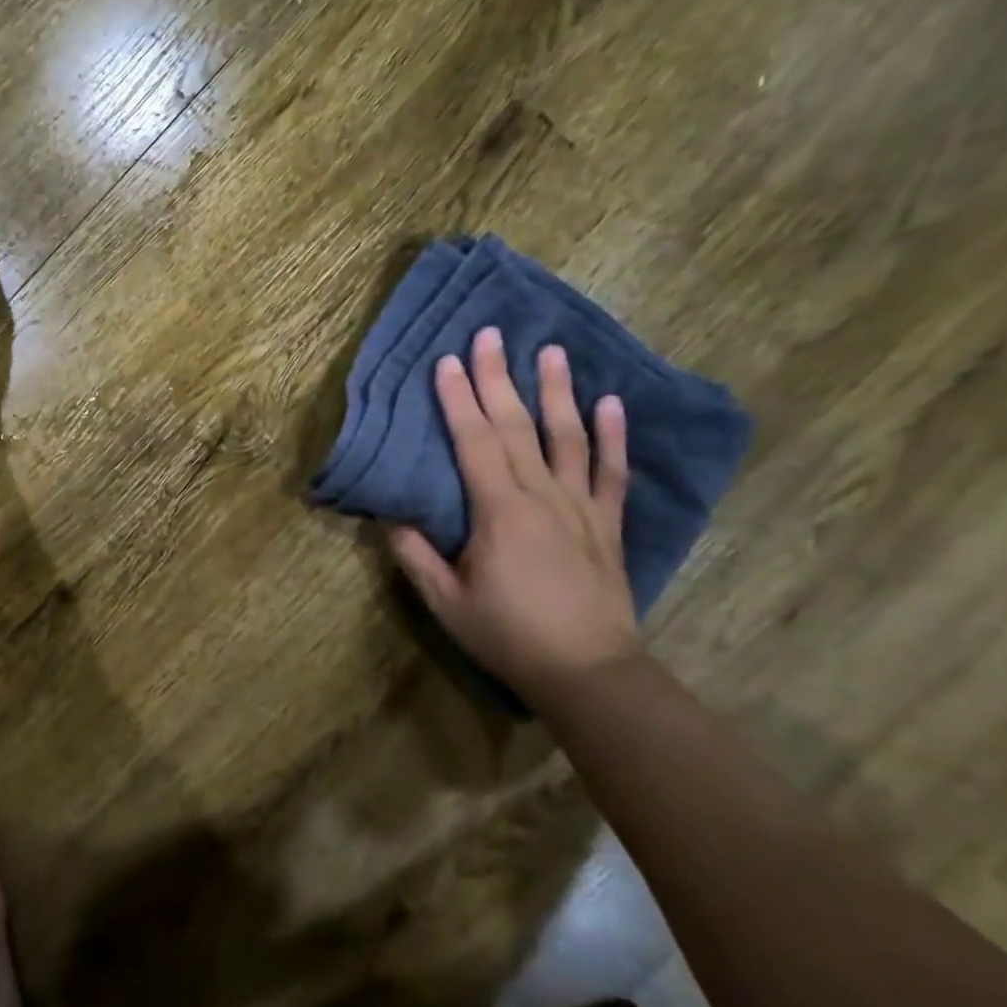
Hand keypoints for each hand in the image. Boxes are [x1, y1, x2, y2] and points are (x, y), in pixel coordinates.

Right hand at [389, 328, 642, 698]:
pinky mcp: (607, 524)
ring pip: (569, 438)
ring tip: (550, 351)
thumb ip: (416, 556)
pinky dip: (613, 436)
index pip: (475, 442)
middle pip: (517, 427)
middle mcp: (542, 496)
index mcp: (499, 511)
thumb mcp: (445, 601)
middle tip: (491, 334)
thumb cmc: (508, 635)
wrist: (588, 672)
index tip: (447, 361)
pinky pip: (612, 472)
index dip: (458, 400)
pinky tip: (611, 403)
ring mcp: (581, 506)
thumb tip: (392, 518)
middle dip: (499, 378)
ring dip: (557, 392)